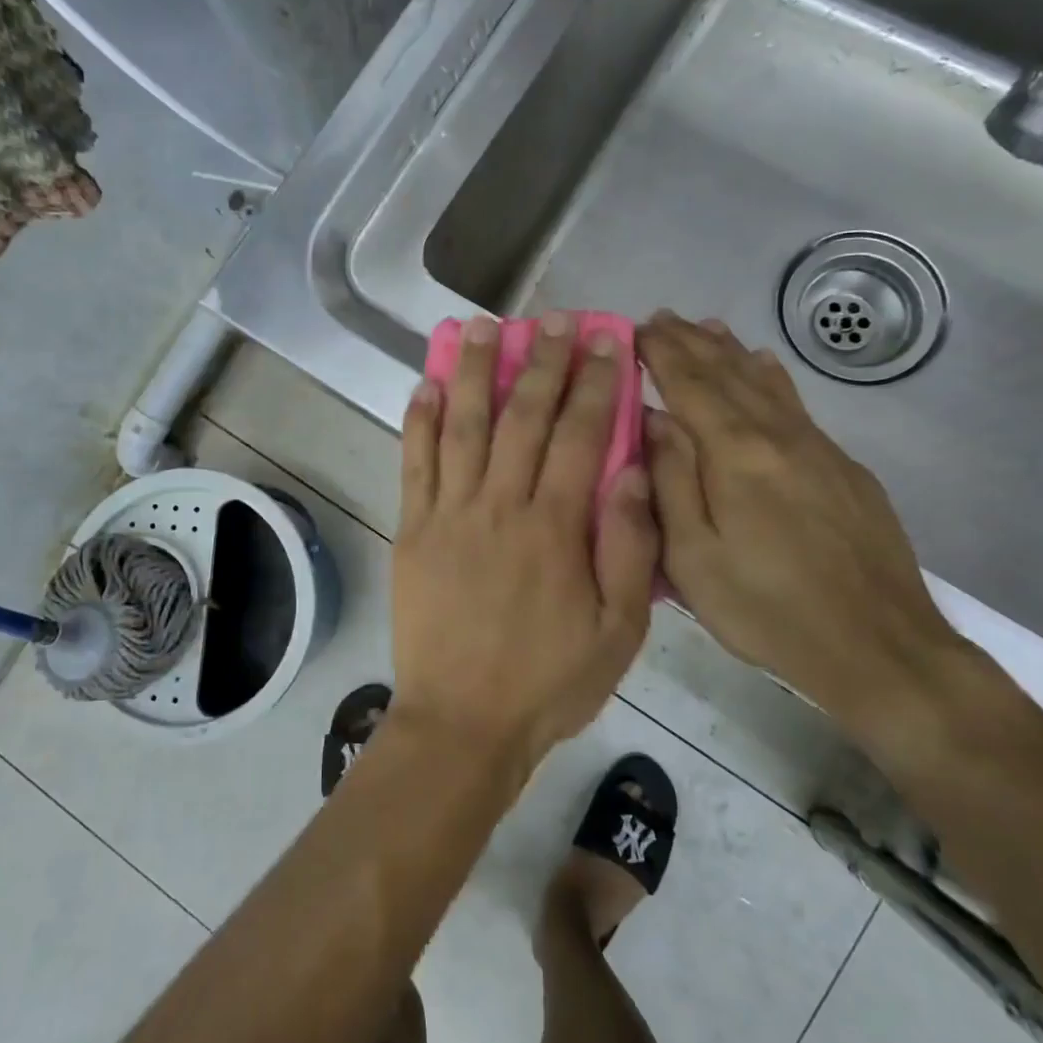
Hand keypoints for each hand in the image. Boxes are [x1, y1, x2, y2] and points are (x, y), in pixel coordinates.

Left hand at [393, 313, 657, 769]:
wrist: (463, 723)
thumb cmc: (548, 682)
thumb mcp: (618, 632)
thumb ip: (628, 548)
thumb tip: (630, 472)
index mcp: (555, 527)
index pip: (582, 435)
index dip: (596, 383)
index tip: (606, 340)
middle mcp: (500, 505)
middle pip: (523, 417)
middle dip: (542, 361)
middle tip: (554, 319)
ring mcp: (449, 514)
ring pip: (462, 426)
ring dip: (473, 371)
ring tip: (482, 327)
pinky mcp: (412, 531)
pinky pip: (414, 464)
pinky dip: (419, 422)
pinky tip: (425, 385)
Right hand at [638, 313, 968, 742]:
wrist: (878, 646)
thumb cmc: (767, 609)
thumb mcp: (694, 558)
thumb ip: (672, 481)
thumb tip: (655, 419)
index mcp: (736, 455)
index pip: (691, 385)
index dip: (662, 353)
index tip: (636, 328)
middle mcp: (779, 436)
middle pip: (729, 374)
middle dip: (691, 342)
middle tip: (661, 318)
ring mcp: (818, 448)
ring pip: (766, 383)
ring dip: (730, 351)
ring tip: (706, 326)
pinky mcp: (845, 468)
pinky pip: (796, 404)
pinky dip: (771, 377)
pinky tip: (765, 366)